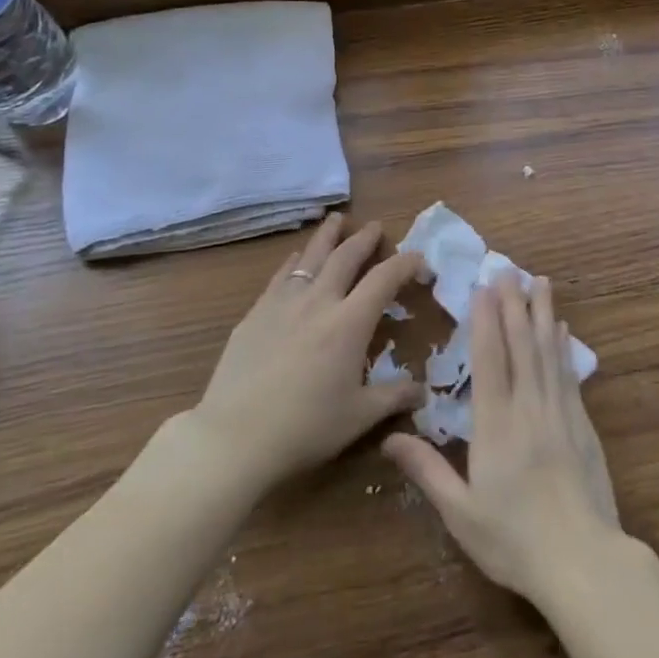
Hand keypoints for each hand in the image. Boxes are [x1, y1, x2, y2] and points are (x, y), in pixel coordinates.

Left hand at [185, 214, 425, 494]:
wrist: (235, 437)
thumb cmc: (305, 428)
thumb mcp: (359, 417)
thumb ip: (394, 397)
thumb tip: (423, 392)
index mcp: (350, 322)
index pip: (385, 278)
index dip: (406, 263)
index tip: (419, 260)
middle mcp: (318, 301)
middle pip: (345, 256)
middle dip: (364, 238)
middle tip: (374, 226)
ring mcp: (282, 303)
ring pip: (310, 257)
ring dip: (327, 236)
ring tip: (336, 220)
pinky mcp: (255, 314)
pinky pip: (281, 276)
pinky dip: (295, 261)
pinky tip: (296, 259)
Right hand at [382, 275, 624, 610]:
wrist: (583, 561)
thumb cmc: (513, 540)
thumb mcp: (460, 512)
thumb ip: (426, 470)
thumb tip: (389, 437)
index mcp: (495, 425)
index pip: (489, 360)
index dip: (485, 321)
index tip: (484, 288)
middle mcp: (528, 408)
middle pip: (521, 345)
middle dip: (514, 304)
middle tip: (510, 269)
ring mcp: (560, 414)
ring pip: (548, 352)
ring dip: (543, 314)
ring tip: (541, 282)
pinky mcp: (582, 426)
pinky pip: (569, 375)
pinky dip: (564, 347)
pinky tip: (563, 330)